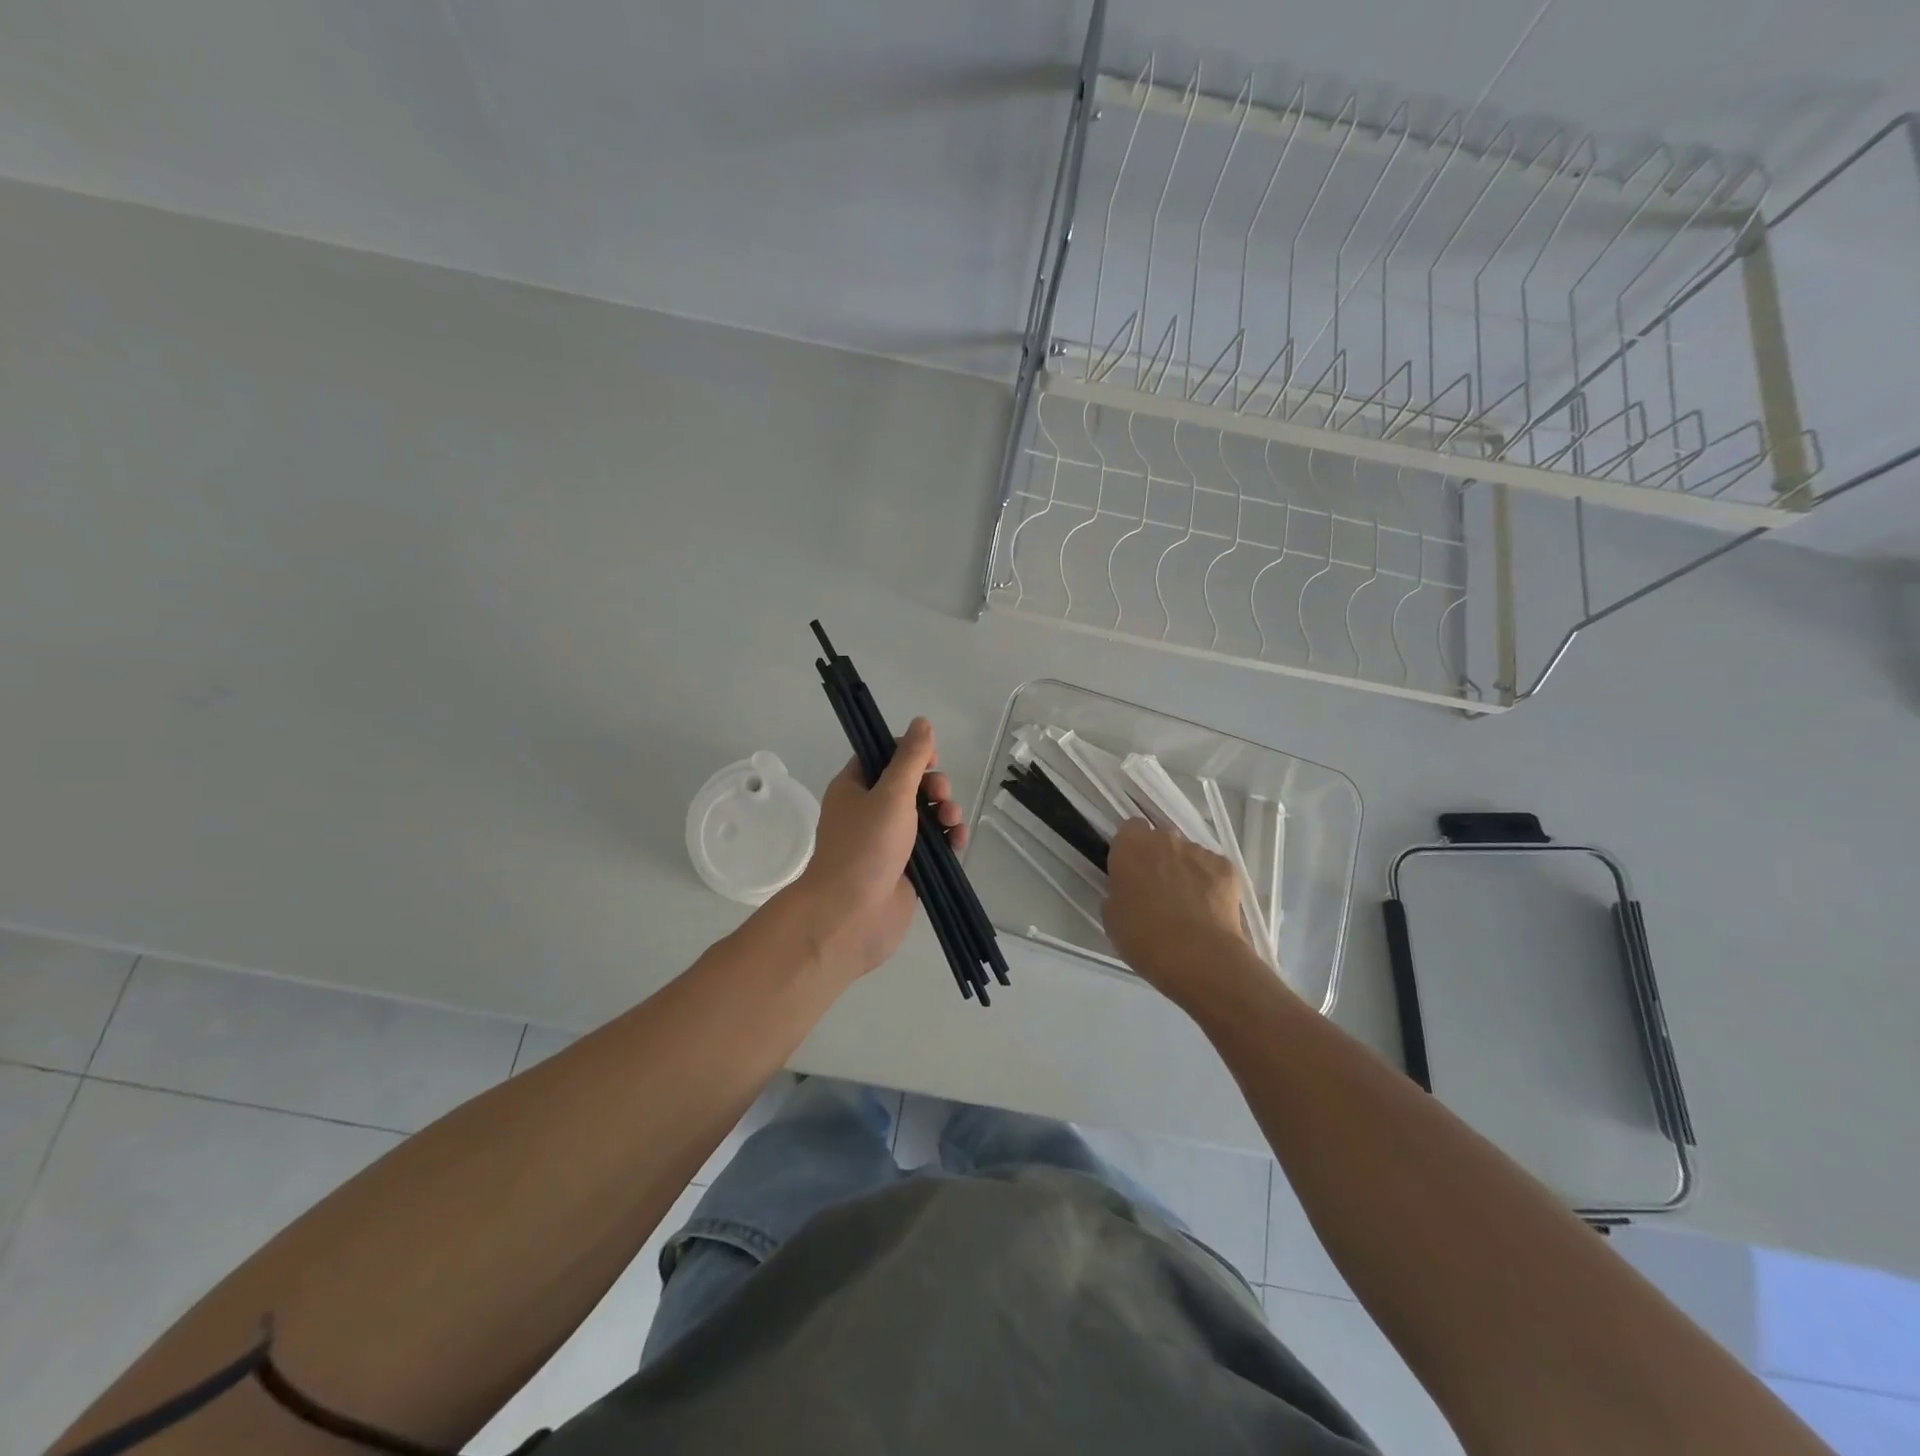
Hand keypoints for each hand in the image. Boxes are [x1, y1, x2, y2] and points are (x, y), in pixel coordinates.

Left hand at [778, 718, 966, 982]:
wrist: (851, 916)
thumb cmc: (865, 847)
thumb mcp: (891, 794)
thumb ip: (911, 758)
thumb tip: (922, 722)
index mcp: (855, 788)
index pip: (883, 756)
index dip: (910, 752)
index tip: (931, 758)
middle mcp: (870, 811)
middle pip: (911, 784)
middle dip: (934, 785)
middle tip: (939, 795)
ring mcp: (890, 842)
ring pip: (926, 815)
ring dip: (945, 811)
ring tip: (950, 821)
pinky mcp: (908, 869)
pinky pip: (935, 845)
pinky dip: (948, 839)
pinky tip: (958, 841)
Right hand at [1104, 819, 1262, 1008]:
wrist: (1199, 958)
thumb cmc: (1144, 938)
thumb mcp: (1112, 916)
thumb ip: (1118, 890)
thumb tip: (1130, 889)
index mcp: (1131, 846)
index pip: (1130, 829)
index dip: (1131, 848)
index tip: (1131, 870)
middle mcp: (1165, 839)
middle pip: (1161, 840)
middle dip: (1159, 858)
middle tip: (1158, 890)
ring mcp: (1199, 851)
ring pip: (1189, 854)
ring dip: (1185, 870)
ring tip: (1188, 905)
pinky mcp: (1227, 867)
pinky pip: (1213, 868)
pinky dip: (1210, 882)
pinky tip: (1209, 909)